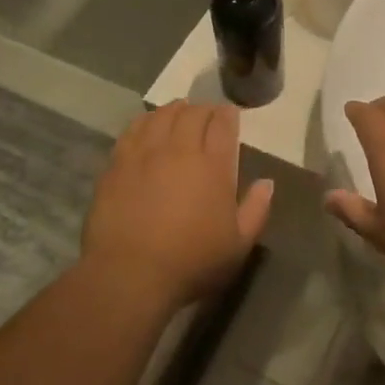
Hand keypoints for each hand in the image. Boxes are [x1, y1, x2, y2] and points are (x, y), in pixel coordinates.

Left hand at [82, 101, 273, 309]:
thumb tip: (267, 182)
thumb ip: (256, 210)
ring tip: (179, 112)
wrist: (130, 274)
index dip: (228, 115)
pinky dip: (145, 121)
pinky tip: (148, 125)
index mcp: (213, 166)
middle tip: (207, 114)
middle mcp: (179, 149)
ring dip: (175, 109)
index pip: (223, 125)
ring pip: (162, 115)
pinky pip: (133, 129)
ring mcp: (145, 153)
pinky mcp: (117, 163)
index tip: (230, 114)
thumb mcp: (238, 245)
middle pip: (193, 114)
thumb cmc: (191, 262)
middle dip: (204, 109)